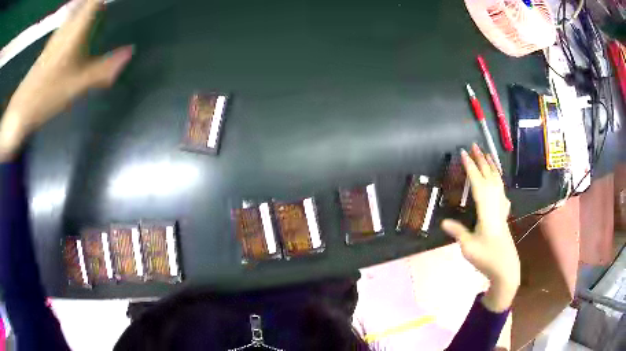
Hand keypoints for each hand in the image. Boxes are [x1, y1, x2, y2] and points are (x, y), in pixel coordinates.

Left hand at [0, 0, 132, 160]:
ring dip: (90, 6)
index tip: (117, 1)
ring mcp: (59, 32)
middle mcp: (68, 23)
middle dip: (100, 2)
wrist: (22, 107)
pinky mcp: (52, 43)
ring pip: (78, 8)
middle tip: (112, 5)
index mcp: (77, 26)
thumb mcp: (78, 84)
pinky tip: (83, 25)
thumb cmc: (48, 92)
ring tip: (103, 10)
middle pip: (87, 1)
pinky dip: (81, 16)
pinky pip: (71, 19)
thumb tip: (130, 52)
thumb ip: (104, 68)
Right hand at [441, 144, 519, 311]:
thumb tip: (443, 222)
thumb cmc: (486, 257)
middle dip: (482, 160)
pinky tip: (498, 181)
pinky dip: (499, 180)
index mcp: (487, 209)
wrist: (505, 268)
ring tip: (487, 154)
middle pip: (490, 177)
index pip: (478, 183)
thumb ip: (458, 232)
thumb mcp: (468, 246)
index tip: (463, 153)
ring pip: (498, 182)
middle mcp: (496, 204)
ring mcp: (502, 208)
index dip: (471, 167)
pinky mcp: (504, 214)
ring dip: (492, 166)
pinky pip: (501, 190)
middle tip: (474, 146)